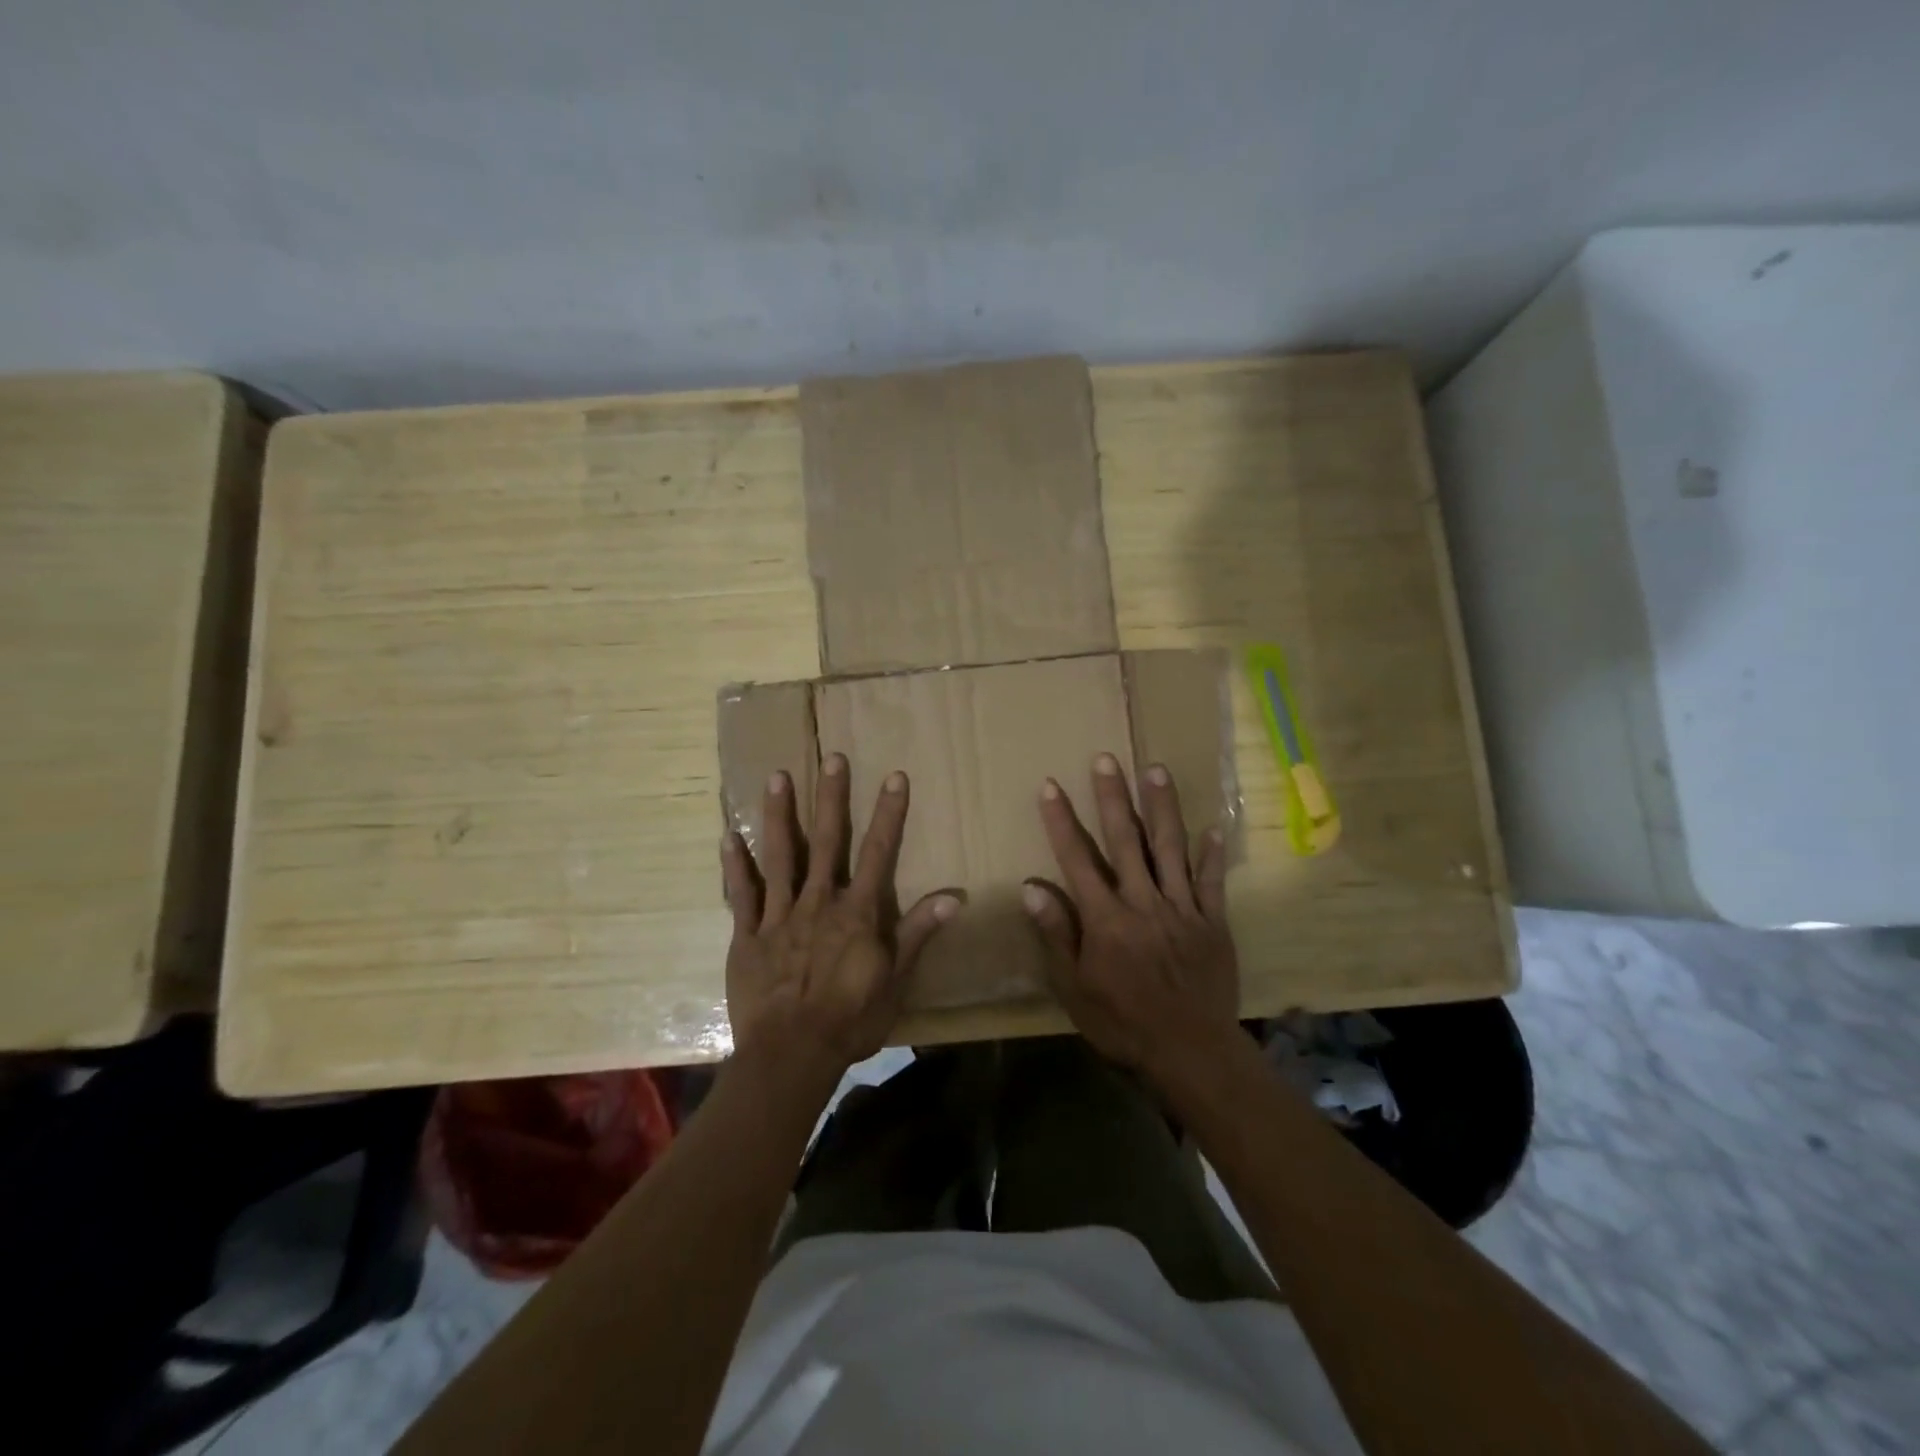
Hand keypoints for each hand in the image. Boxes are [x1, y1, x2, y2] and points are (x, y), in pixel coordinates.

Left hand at [721, 754, 958, 1076]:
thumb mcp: (895, 981)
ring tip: (777, 777)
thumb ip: (919, 934)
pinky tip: (728, 836)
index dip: (889, 814)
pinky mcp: (747, 935)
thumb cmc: (850, 1020)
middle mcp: (818, 903)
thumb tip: (954, 897)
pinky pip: (740, 895)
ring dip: (779, 815)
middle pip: (827, 842)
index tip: (895, 777)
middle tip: (832, 758)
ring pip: (780, 856)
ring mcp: (779, 916)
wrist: (790, 1056)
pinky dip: (735, 865)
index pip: (879, 853)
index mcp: (856, 913)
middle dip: (831, 798)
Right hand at [1023, 753, 1240, 1085]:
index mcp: (1106, 919)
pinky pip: (1211, 881)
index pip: (1077, 859)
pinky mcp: (1212, 922)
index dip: (1061, 821)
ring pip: (1170, 848)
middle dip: (1112, 797)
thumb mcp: (1075, 988)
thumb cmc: (1123, 1023)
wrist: (1190, 1053)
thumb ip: (1057, 934)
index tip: (1050, 786)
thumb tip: (1032, 888)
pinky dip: (1211, 853)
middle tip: (1106, 759)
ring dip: (1161, 807)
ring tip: (1155, 769)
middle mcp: (1143, 903)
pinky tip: (1212, 826)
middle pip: (1125, 840)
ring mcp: (1182, 909)